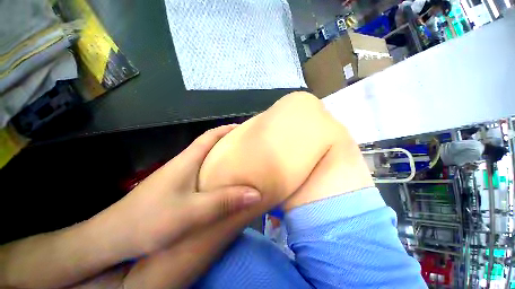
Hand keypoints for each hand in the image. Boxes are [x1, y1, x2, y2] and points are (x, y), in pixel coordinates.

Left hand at [92, 124, 262, 257]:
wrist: (111, 239)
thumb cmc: (148, 221)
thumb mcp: (191, 212)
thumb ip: (223, 202)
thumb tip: (255, 194)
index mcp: (187, 160)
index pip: (209, 136)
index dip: (227, 129)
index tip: (243, 128)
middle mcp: (183, 164)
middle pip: (209, 146)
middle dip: (228, 143)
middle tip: (247, 149)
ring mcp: (178, 177)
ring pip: (206, 161)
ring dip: (222, 159)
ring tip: (240, 165)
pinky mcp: (175, 189)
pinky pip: (201, 175)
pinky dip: (215, 174)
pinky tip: (222, 185)